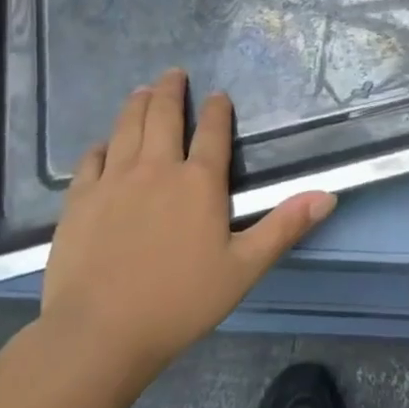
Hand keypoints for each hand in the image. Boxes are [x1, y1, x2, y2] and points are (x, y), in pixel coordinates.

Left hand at [38, 69, 334, 381]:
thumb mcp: (243, 269)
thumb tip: (328, 195)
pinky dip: (101, 146)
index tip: (217, 95)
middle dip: (171, 90)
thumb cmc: (178, 302)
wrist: (98, 334)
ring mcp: (114, 180)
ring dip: (137, 104)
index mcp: (199, 181)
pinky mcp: (81, 199)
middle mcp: (157, 168)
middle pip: (164, 115)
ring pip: (127, 127)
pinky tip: (103, 144)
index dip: (218, 109)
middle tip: (173, 73)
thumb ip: (284, 227)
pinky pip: (92, 160)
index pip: (213, 131)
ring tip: (142, 91)